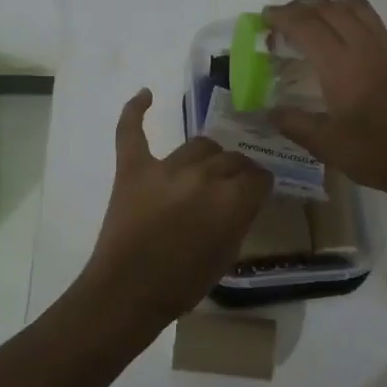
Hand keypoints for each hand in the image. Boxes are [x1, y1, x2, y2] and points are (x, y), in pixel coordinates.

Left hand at [73, 89, 270, 331]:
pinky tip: (146, 94)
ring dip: (207, 157)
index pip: (259, 176)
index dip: (259, 185)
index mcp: (233, 199)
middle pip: (231, 158)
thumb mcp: (228, 255)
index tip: (256, 193)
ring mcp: (166, 167)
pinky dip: (135, 111)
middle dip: (237, 172)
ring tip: (204, 170)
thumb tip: (244, 197)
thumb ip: (240, 218)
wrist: (127, 292)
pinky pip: (132, 131)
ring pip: (199, 145)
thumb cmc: (183, 283)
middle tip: (229, 189)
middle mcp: (204, 174)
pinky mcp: (133, 168)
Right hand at [262, 0, 386, 203]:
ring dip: (332, 7)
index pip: (306, 25)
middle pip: (330, 9)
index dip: (283, 16)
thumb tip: (268, 111)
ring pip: (358, 9)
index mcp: (342, 65)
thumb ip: (293, 122)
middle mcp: (367, 46)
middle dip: (303, 7)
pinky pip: (379, 26)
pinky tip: (353, 45)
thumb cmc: (376, 154)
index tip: (266, 17)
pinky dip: (358, 23)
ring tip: (317, 19)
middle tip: (285, 17)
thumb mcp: (326, 145)